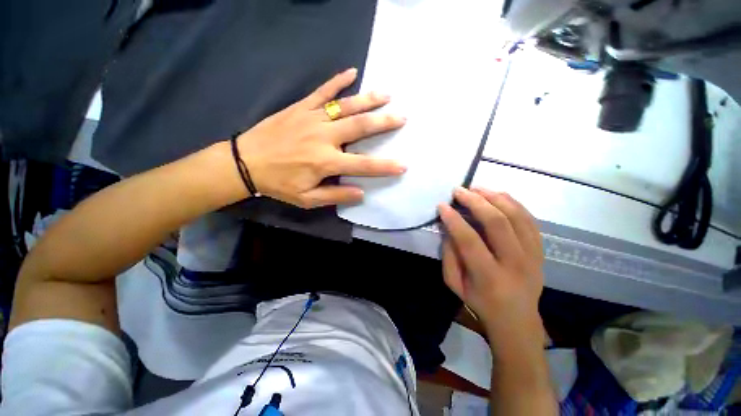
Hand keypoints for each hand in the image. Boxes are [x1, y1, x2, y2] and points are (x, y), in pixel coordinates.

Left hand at [235, 68, 405, 207]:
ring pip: (346, 106)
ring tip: (387, 94)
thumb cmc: (279, 183)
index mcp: (326, 162)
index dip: (384, 166)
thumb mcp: (307, 199)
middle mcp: (324, 137)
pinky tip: (352, 72)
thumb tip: (361, 192)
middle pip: (360, 127)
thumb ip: (336, 194)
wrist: (245, 162)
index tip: (403, 165)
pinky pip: (322, 92)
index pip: (363, 164)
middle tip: (402, 117)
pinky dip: (337, 81)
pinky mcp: (301, 107)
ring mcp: (312, 118)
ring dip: (368, 100)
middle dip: (384, 122)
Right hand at [438, 187, 545, 348]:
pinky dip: (513, 203)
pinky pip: (529, 220)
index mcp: (489, 277)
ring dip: (495, 197)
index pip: (469, 240)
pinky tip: (498, 196)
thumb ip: (449, 256)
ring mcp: (532, 256)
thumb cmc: (480, 303)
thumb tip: (449, 228)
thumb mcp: (455, 285)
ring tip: (477, 188)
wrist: (517, 320)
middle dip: (475, 201)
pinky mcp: (540, 251)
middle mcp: (515, 264)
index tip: (442, 206)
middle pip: (497, 223)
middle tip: (459, 190)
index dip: (454, 220)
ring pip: (517, 217)